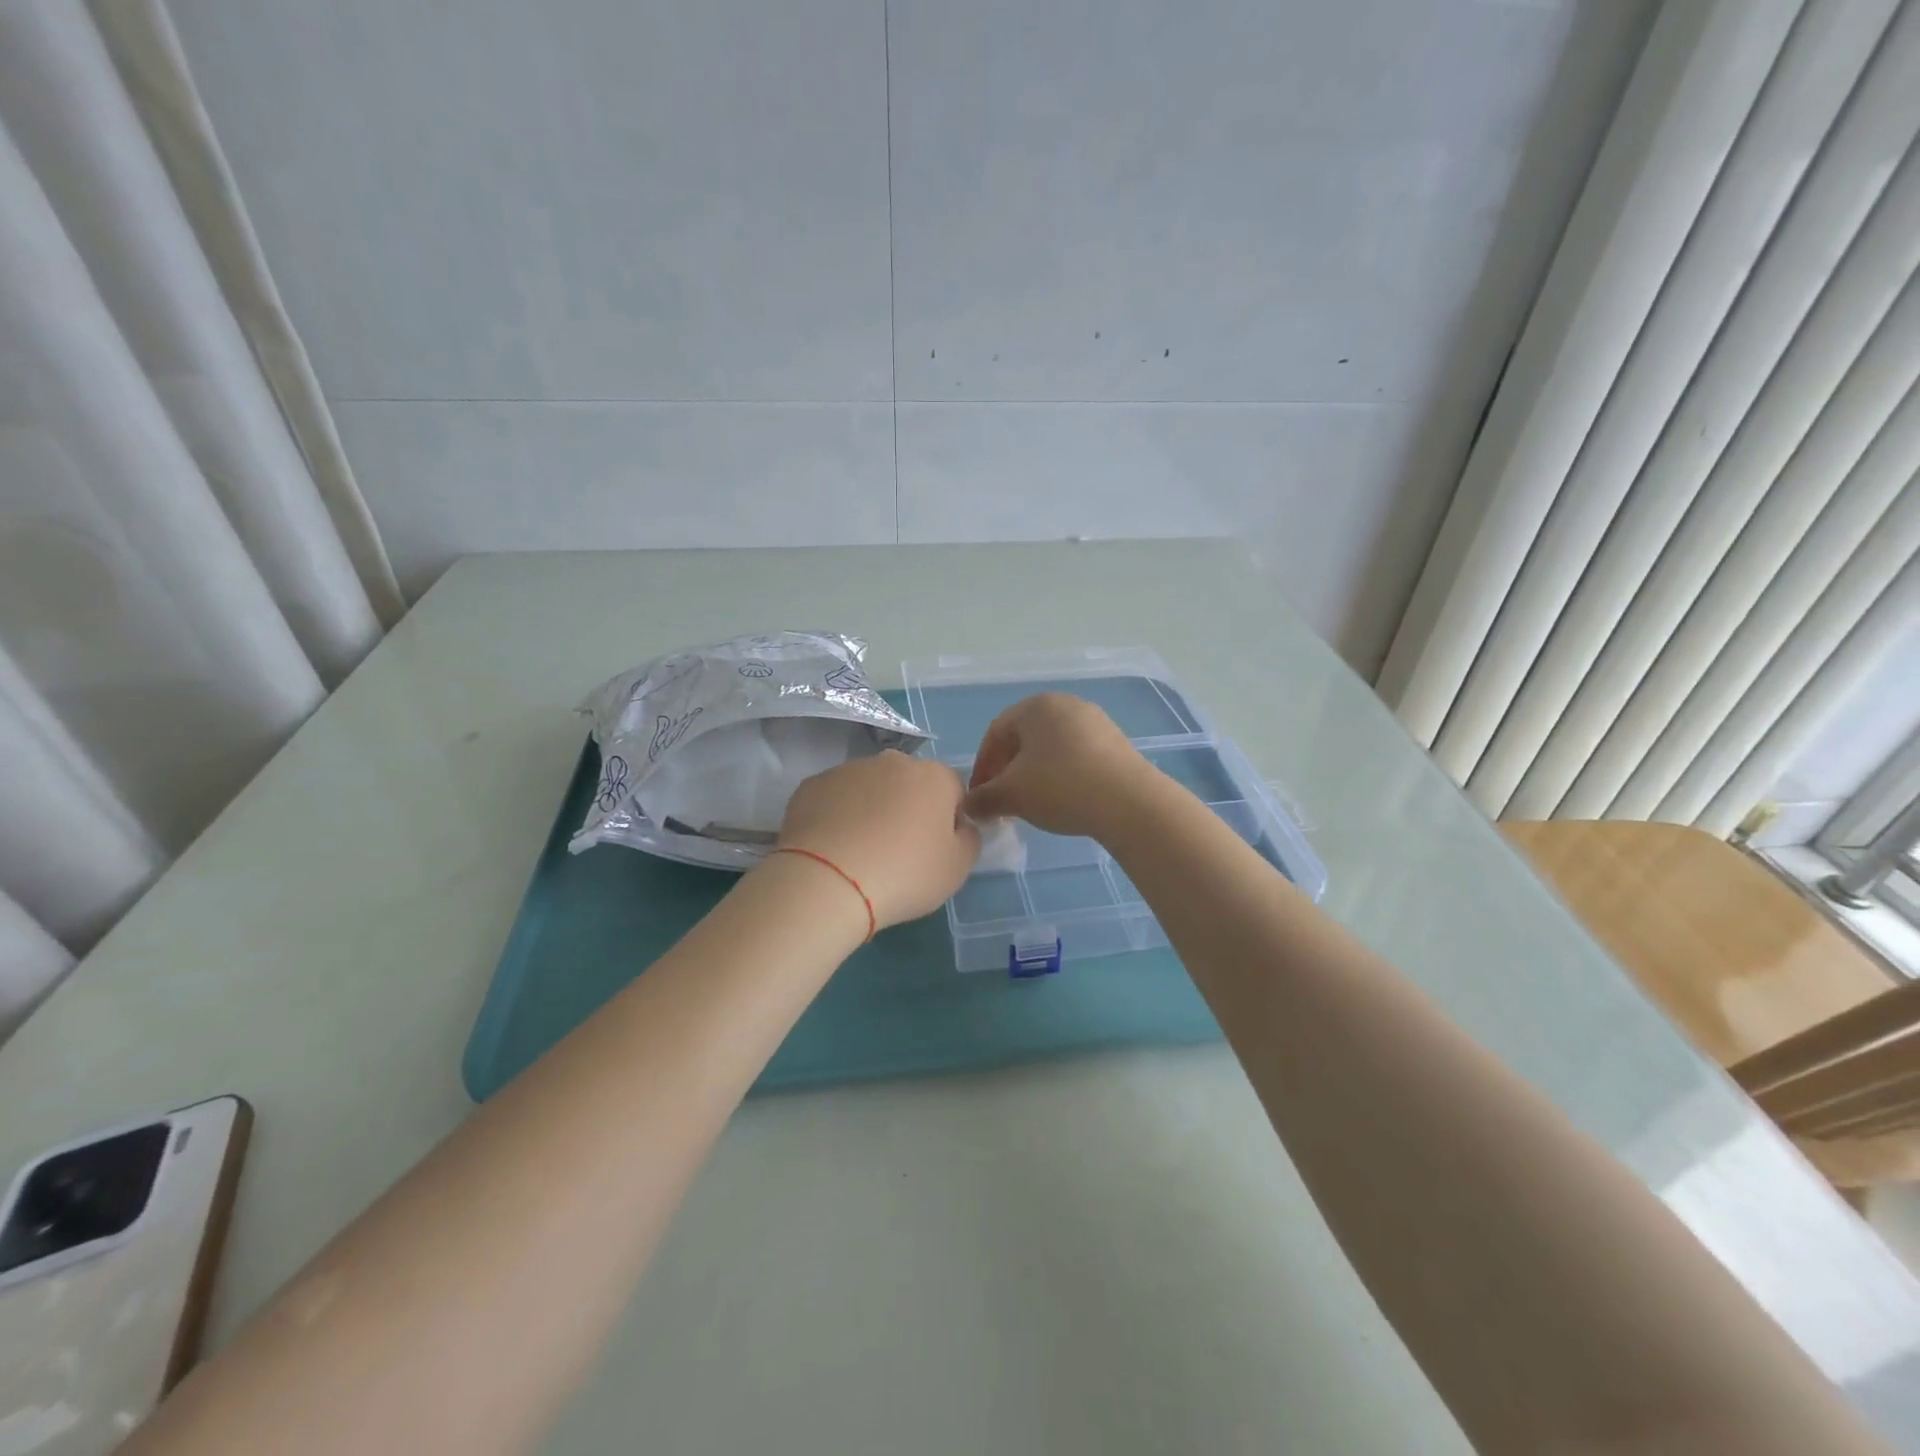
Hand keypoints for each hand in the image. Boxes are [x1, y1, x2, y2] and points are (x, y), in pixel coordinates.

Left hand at [777, 750, 980, 927]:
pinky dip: (837, 816)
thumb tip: (960, 825)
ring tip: (860, 853)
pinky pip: (835, 799)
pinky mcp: (811, 785)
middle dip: (908, 808)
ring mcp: (848, 769)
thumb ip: (969, 838)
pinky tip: (832, 849)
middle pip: (909, 783)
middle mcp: (892, 761)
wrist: (827, 881)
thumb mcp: (958, 868)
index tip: (936, 849)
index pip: (954, 790)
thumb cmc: (904, 874)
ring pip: (869, 788)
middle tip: (898, 851)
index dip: (949, 819)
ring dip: (871, 810)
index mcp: (934, 776)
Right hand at [962, 694, 1153, 840]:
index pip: (995, 733)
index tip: (979, 796)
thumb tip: (968, 806)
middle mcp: (1066, 704)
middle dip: (1008, 770)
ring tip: (1032, 804)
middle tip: (1002, 801)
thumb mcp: (1012, 795)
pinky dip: (1061, 775)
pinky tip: (1063, 800)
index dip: (982, 766)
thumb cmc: (1060, 787)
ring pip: (1051, 748)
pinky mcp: (1116, 743)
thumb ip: (983, 798)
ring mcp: (1095, 722)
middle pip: (1024, 738)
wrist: (1129, 802)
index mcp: (1036, 706)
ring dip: (1034, 774)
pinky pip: (1077, 756)